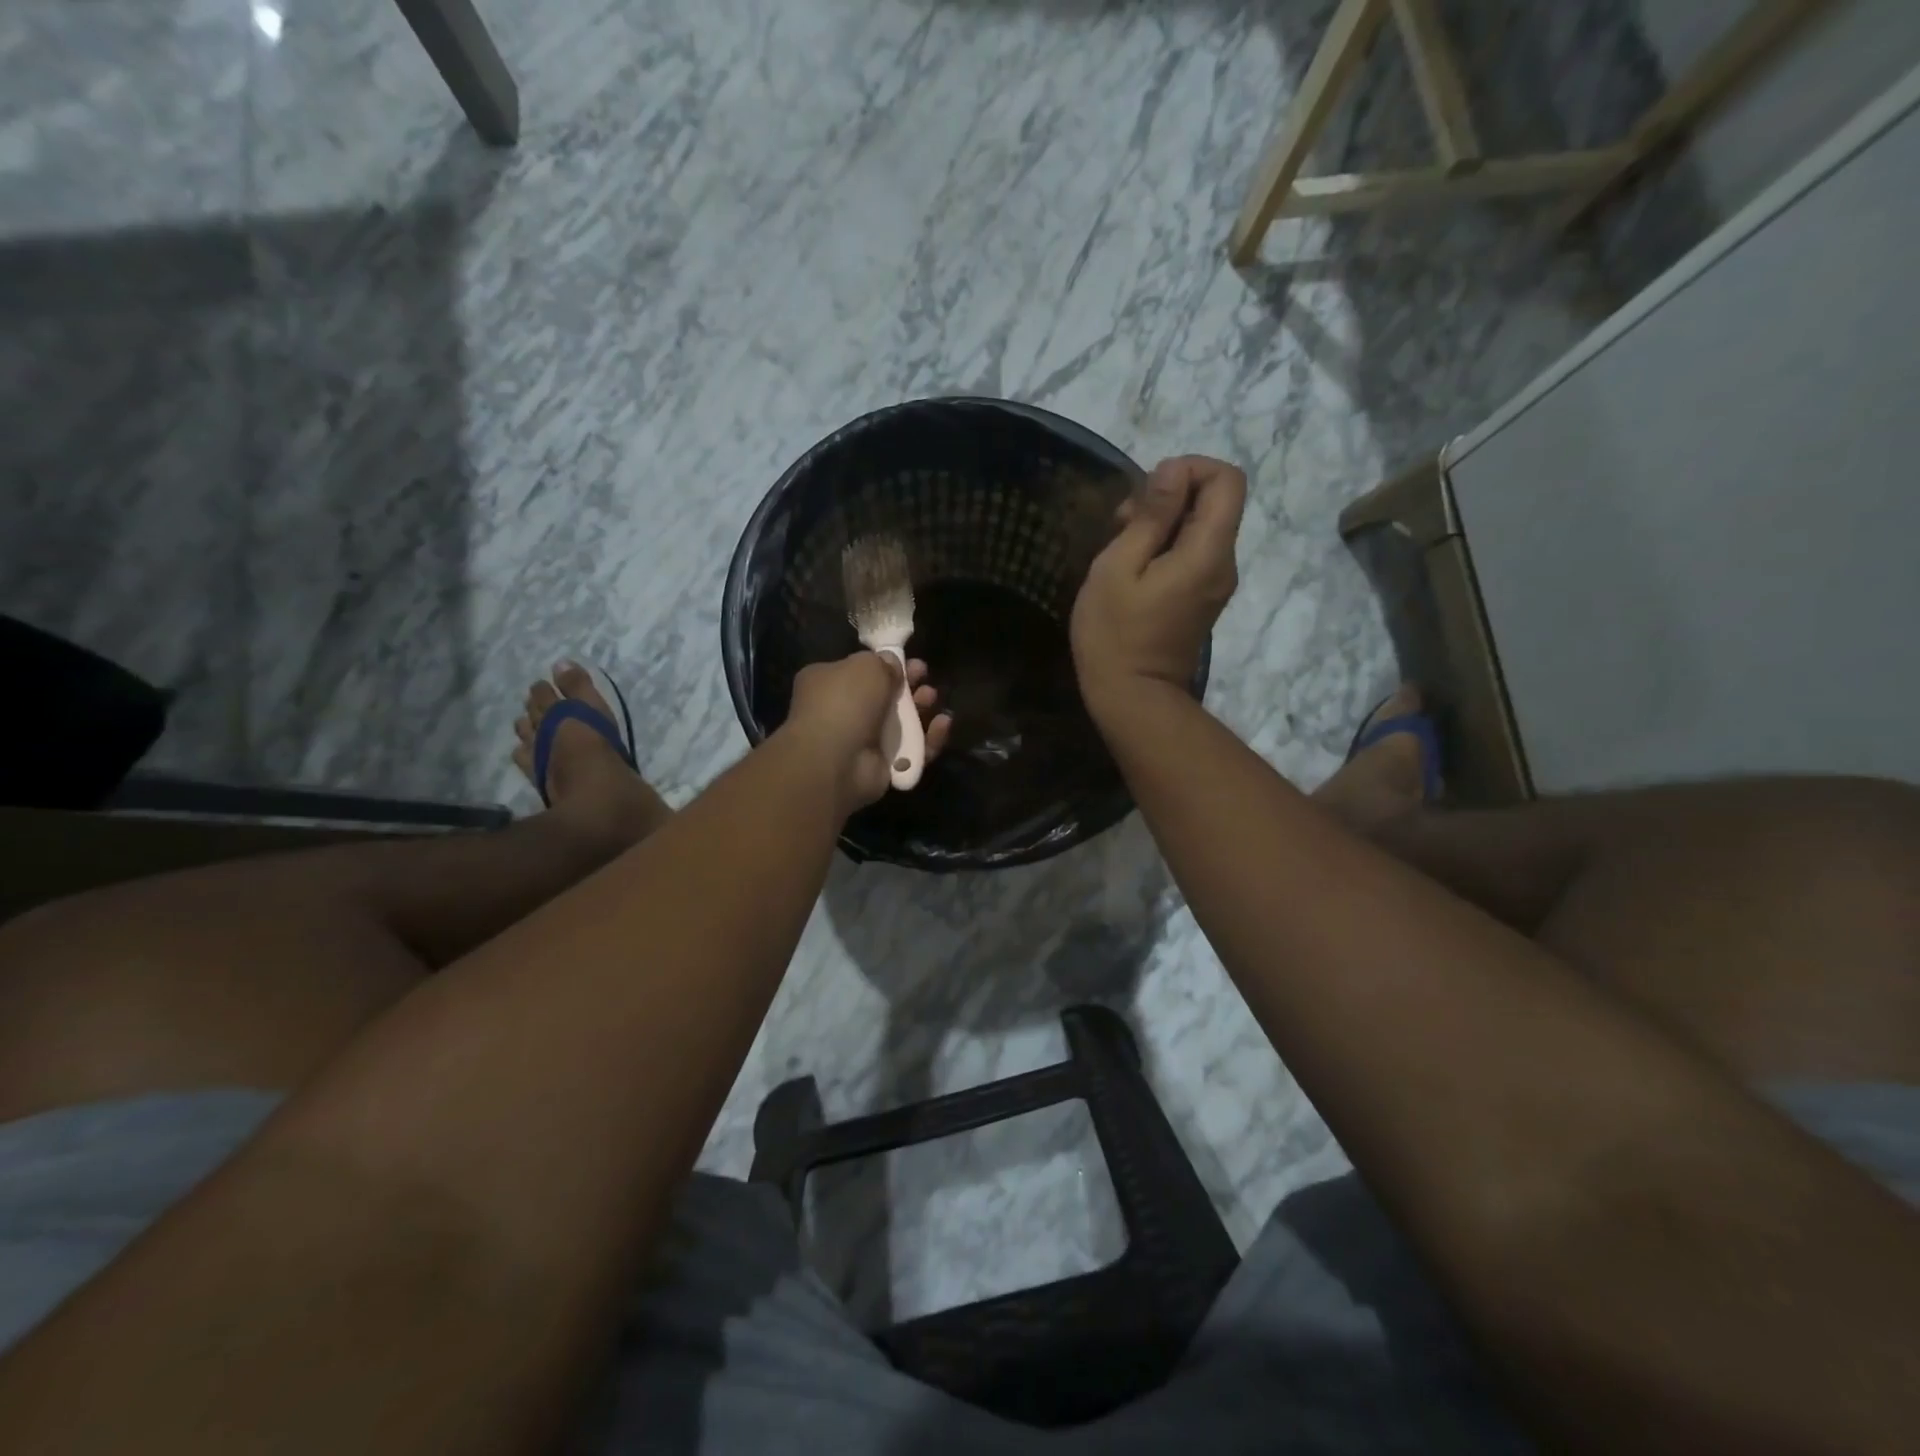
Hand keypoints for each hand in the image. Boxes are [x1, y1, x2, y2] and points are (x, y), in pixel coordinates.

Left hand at [782, 653, 953, 812]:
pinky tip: (943, 724)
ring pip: (900, 724)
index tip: (908, 660)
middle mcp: (841, 712)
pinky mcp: (881, 767)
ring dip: (920, 710)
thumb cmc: (845, 702)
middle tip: (925, 677)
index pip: (857, 671)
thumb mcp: (865, 666)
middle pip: (883, 697)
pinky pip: (912, 751)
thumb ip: (883, 662)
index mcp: (826, 683)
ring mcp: (861, 742)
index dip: (884, 664)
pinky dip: (929, 739)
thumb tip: (891, 663)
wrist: (836, 760)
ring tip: (932, 698)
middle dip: (908, 686)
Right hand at [1070, 455, 1246, 714]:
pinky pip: (1193, 553)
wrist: (1132, 698)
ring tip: (1120, 542)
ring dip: (1163, 522)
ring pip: (1201, 527)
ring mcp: (1216, 583)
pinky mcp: (1202, 598)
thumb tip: (1174, 470)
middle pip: (1215, 502)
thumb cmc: (1115, 634)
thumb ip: (1151, 516)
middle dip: (1170, 495)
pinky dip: (1166, 546)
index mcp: (1208, 551)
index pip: (1228, 479)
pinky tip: (1132, 566)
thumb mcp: (1119, 567)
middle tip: (1122, 520)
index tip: (1147, 490)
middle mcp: (1224, 563)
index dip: (1190, 468)